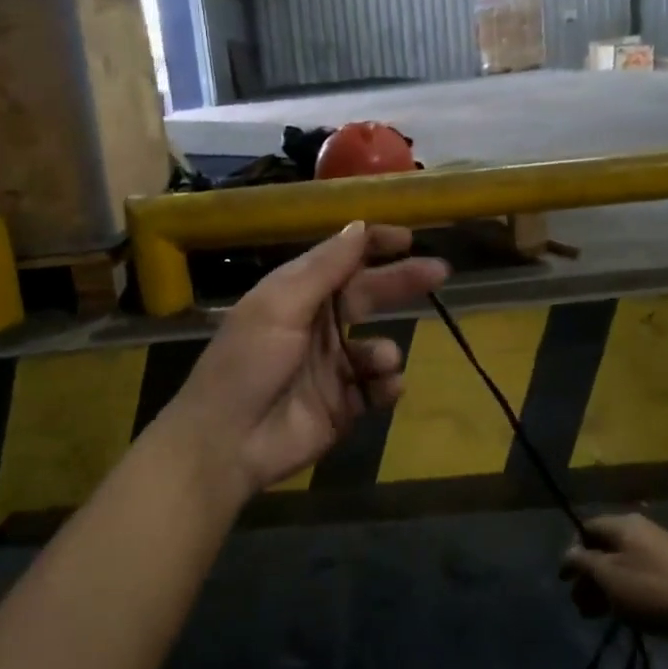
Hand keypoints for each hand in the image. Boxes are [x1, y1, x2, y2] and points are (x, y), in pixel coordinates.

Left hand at [154, 222, 448, 502]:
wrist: (227, 442)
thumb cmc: (249, 362)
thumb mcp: (280, 305)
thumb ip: (324, 268)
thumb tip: (359, 226)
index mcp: (297, 295)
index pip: (341, 260)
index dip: (373, 245)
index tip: (408, 237)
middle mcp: (318, 325)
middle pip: (368, 295)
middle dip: (402, 283)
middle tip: (440, 272)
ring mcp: (332, 367)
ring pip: (378, 346)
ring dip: (385, 350)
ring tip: (380, 360)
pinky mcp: (343, 405)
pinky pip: (378, 388)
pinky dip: (386, 385)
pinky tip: (382, 388)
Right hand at [559, 513, 667, 639]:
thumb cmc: (654, 590)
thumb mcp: (609, 577)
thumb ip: (583, 563)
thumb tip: (568, 555)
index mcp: (623, 524)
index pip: (585, 529)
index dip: (572, 554)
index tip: (566, 582)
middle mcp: (640, 531)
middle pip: (603, 549)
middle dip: (588, 577)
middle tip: (580, 606)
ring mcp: (660, 552)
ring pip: (621, 567)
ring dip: (605, 589)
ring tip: (597, 617)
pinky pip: (640, 578)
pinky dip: (626, 594)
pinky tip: (625, 616)